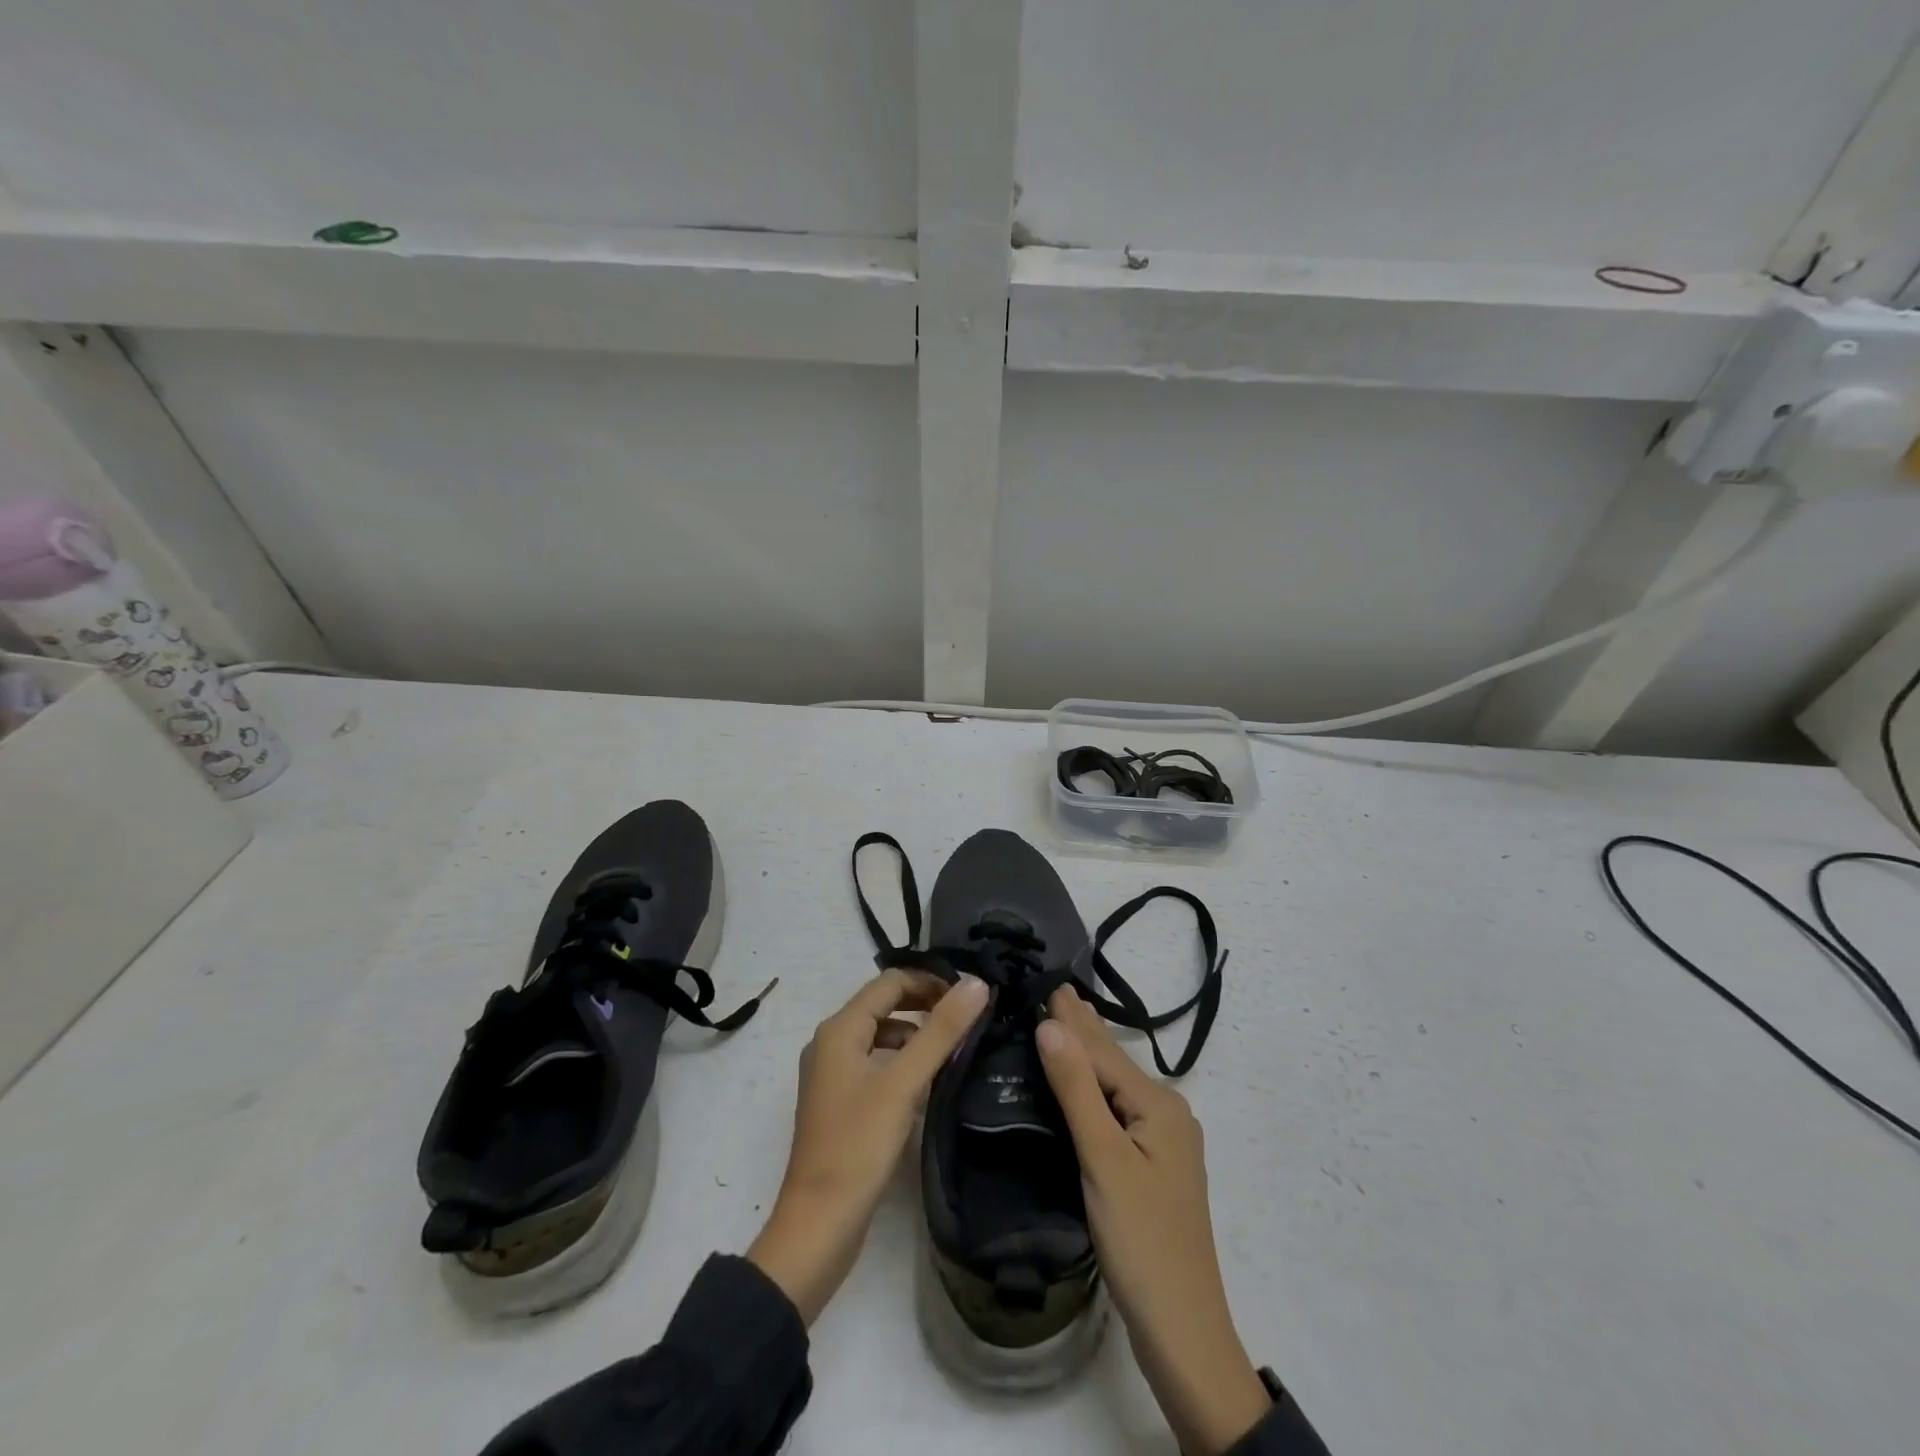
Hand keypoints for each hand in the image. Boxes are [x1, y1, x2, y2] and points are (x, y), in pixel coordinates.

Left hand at [748, 970, 988, 1323]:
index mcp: (839, 1029)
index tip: (969, 995)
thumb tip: (976, 983)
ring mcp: (833, 1074)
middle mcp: (831, 1043)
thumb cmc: (859, 1145)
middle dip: (924, 1004)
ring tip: (955, 1046)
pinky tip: (929, 1082)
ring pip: (881, 1035)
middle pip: (884, 1005)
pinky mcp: (841, 1103)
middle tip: (967, 1017)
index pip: (890, 982)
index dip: (930, 981)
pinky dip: (902, 1061)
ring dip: (915, 1033)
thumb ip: (941, 1031)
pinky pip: (876, 1063)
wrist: (819, 1224)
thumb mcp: (904, 1083)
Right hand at [1037, 988, 1270, 1455]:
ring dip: (1089, 1052)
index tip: (1046, 980)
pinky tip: (1082, 1080)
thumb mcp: (1103, 1159)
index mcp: (1159, 1105)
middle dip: (1084, 1025)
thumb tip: (1050, 1023)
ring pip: (1116, 1084)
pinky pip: (1118, 1107)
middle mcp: (1167, 1112)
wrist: (1182, 1330)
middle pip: (1114, 1061)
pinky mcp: (1154, 1164)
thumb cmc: (1141, 1240)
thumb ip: (1076, 1088)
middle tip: (1056, 987)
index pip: (1102, 1050)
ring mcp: (1164, 1140)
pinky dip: (1095, 1084)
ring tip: (1067, 1018)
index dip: (1071, 1017)